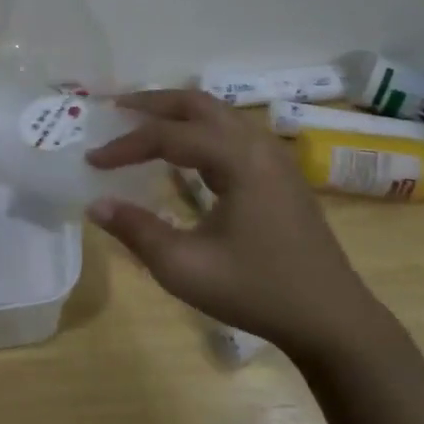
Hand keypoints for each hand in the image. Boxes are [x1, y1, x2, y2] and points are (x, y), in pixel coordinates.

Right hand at [84, 89, 387, 364]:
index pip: (168, 136)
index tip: (92, 161)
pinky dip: (199, 130)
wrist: (331, 320)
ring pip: (219, 115)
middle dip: (153, 103)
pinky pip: (232, 134)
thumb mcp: (185, 267)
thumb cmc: (256, 291)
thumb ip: (136, 230)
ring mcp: (274, 159)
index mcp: (239, 160)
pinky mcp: (280, 175)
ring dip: (178, 113)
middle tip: (114, 109)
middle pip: (199, 104)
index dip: (125, 146)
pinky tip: (183, 153)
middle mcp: (258, 146)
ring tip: (142, 123)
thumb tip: (96, 204)